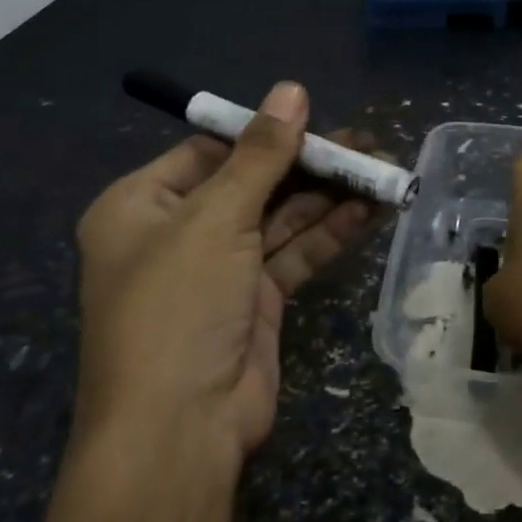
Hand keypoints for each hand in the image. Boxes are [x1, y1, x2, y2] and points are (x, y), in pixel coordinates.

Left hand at [73, 81, 378, 470]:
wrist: (178, 433)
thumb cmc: (178, 307)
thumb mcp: (217, 217)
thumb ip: (262, 153)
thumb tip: (292, 89)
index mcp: (140, 206)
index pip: (210, 151)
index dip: (264, 133)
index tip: (316, 118)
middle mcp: (177, 233)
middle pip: (252, 182)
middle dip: (308, 165)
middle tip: (364, 144)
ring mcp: (218, 270)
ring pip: (280, 218)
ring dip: (328, 196)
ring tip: (381, 170)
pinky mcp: (255, 301)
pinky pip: (294, 253)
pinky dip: (329, 232)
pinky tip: (369, 209)